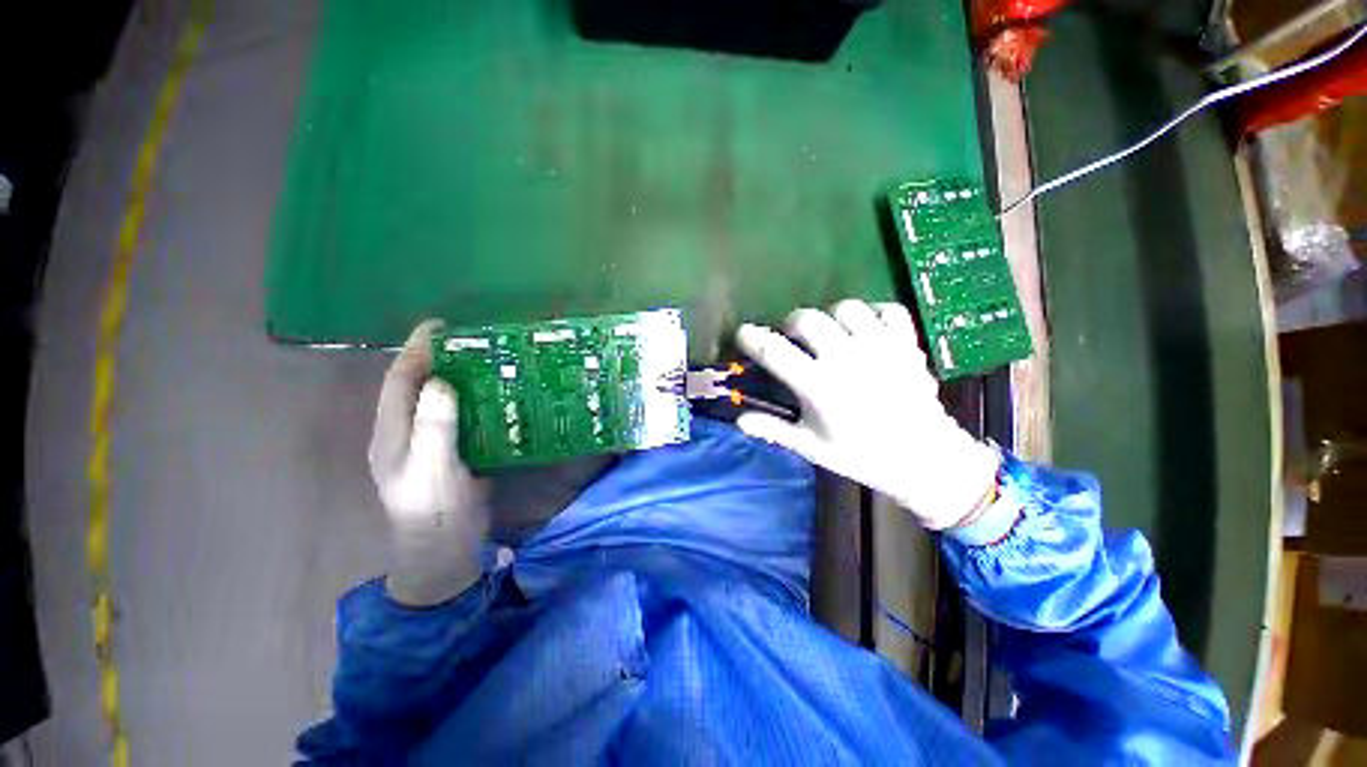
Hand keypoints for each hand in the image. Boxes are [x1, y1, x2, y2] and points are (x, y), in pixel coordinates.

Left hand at [369, 320, 489, 605]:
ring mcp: (431, 442)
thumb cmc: (434, 512)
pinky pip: (460, 416)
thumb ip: (434, 427)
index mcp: (392, 433)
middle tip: (470, 339)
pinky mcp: (453, 451)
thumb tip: (439, 381)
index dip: (415, 351)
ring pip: (440, 399)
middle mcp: (407, 432)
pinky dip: (474, 398)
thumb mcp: (433, 469)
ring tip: (485, 357)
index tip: (438, 326)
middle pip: (417, 386)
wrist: (445, 550)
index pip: (399, 381)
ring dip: (457, 376)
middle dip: (436, 358)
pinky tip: (495, 392)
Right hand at [735, 300, 999, 530]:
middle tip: (793, 338)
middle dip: (791, 323)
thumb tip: (739, 420)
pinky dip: (874, 313)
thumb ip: (773, 429)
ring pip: (846, 308)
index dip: (752, 337)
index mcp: (818, 386)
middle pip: (806, 319)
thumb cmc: (860, 455)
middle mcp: (846, 359)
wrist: (924, 458)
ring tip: (831, 332)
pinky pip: (888, 309)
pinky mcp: (906, 343)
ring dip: (830, 316)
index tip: (743, 333)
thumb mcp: (811, 447)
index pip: (773, 351)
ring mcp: (880, 347)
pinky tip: (867, 328)